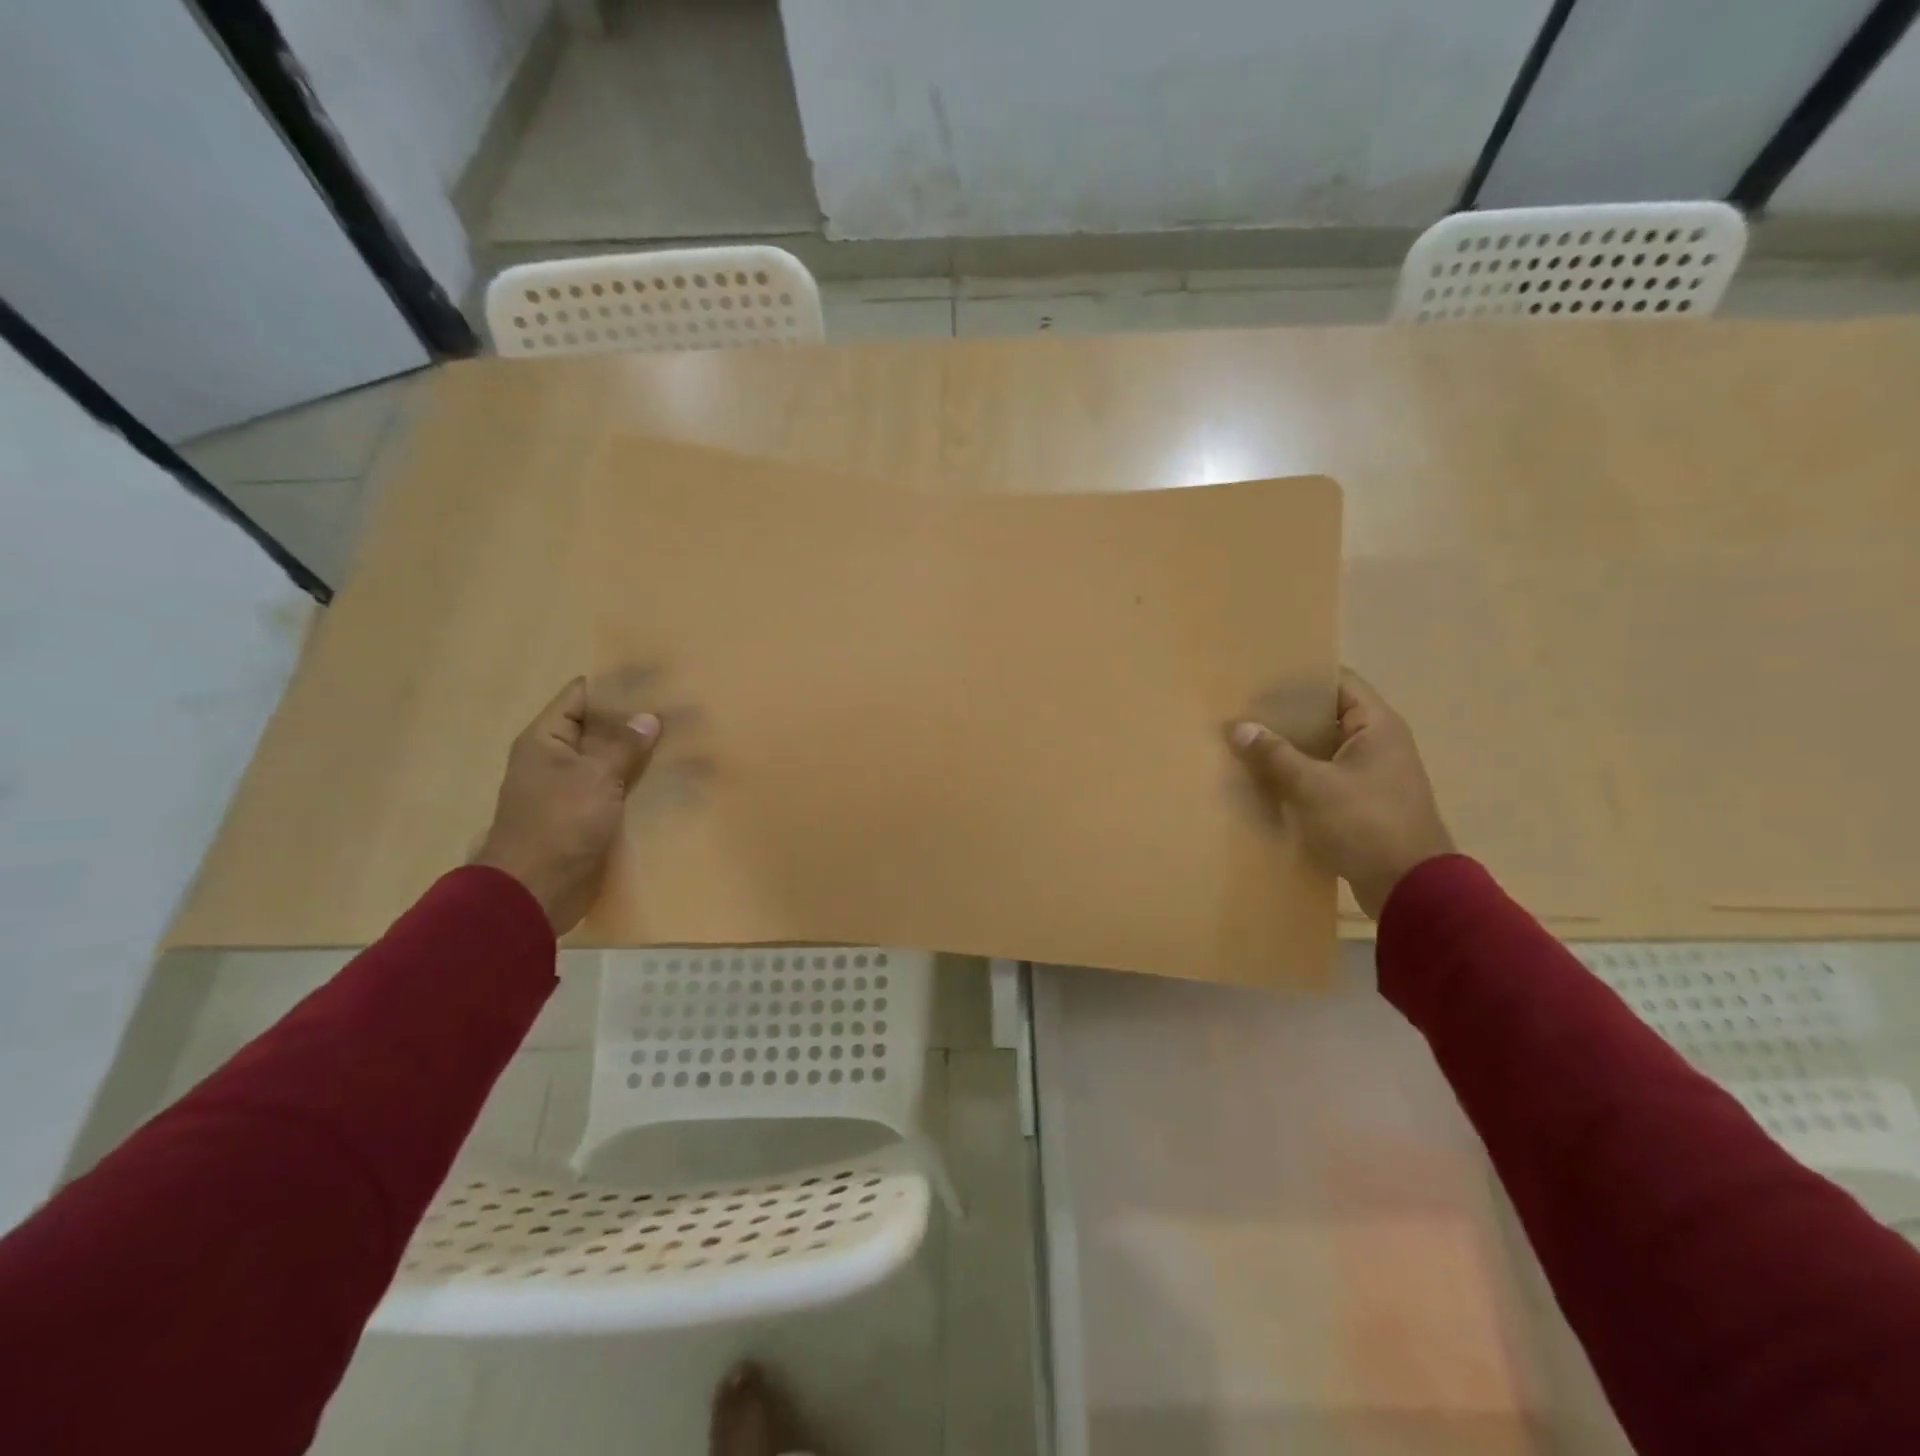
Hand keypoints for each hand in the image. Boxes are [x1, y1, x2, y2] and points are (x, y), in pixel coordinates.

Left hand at [473, 678, 660, 933]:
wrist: (535, 891)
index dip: (615, 686)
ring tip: (684, 743)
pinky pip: (617, 791)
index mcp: (546, 739)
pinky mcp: (588, 817)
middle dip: (636, 722)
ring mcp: (572, 789)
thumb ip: (623, 745)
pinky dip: (640, 785)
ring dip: (642, 756)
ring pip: (612, 761)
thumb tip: (648, 717)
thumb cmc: (558, 824)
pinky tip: (673, 781)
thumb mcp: (594, 777)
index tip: (655, 682)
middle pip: (599, 728)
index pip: (580, 696)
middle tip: (680, 712)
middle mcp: (557, 759)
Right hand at [1229, 668, 1453, 918]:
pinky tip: (1266, 781)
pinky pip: (1325, 777)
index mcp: (1377, 726)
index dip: (1301, 677)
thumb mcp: (1313, 786)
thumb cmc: (1366, 824)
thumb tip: (1238, 727)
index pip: (1339, 682)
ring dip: (1289, 748)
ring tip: (1247, 744)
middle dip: (1286, 715)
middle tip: (1244, 712)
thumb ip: (1274, 755)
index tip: (1260, 679)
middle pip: (1327, 715)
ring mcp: (1373, 775)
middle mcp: (1379, 743)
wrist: (1410, 888)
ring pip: (1323, 749)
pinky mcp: (1363, 803)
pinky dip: (1298, 775)